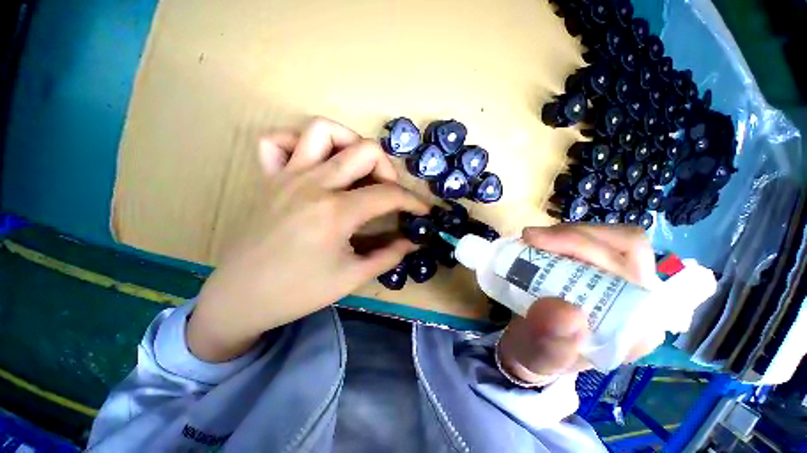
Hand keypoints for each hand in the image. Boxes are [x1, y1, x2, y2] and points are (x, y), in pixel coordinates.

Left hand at [188, 117, 428, 361]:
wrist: (241, 297)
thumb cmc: (299, 292)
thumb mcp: (352, 277)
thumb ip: (388, 255)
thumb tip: (412, 242)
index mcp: (336, 211)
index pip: (388, 194)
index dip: (413, 201)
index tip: (422, 211)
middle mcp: (314, 183)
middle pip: (365, 150)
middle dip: (388, 169)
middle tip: (388, 192)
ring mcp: (288, 176)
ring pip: (324, 130)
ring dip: (350, 143)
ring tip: (356, 169)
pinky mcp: (269, 178)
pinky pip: (279, 141)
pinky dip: (300, 143)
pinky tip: (314, 164)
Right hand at [498, 224, 661, 383]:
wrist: (532, 347)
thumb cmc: (538, 355)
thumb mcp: (537, 356)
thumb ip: (550, 342)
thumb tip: (565, 310)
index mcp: (635, 328)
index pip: (629, 271)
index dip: (586, 248)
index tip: (536, 243)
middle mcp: (638, 301)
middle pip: (626, 246)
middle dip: (575, 236)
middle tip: (530, 237)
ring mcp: (623, 282)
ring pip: (612, 238)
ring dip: (569, 233)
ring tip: (533, 240)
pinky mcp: (603, 271)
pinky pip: (596, 240)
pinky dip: (565, 236)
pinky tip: (542, 244)